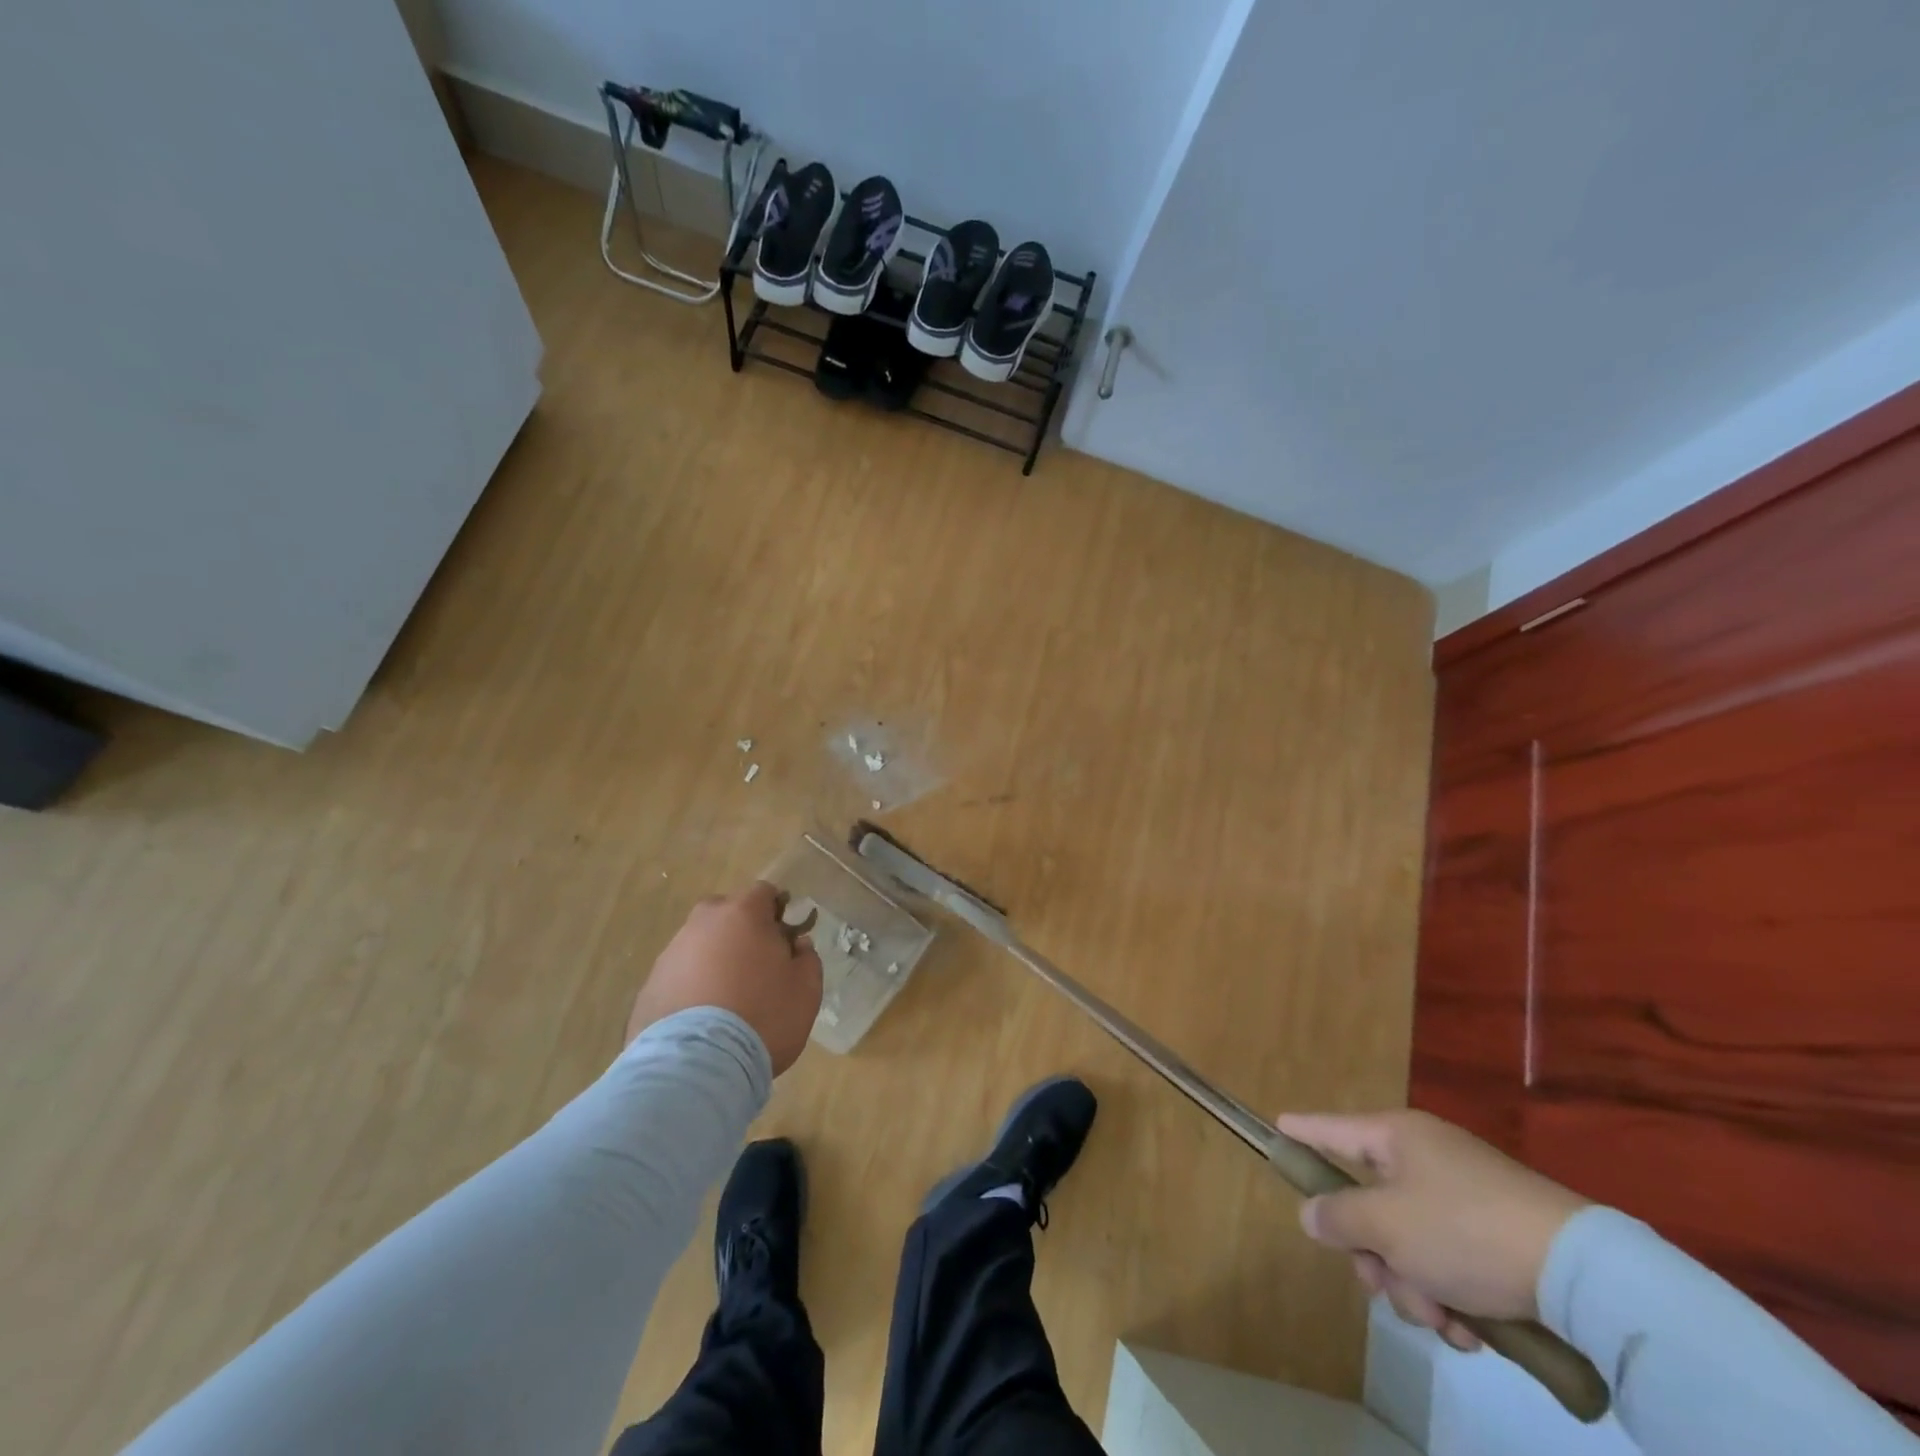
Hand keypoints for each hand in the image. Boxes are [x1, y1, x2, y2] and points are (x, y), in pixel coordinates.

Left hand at [627, 882, 822, 1074]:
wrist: (697, 1067)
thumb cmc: (763, 1017)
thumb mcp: (806, 990)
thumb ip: (806, 959)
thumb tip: (797, 945)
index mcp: (743, 914)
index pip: (764, 892)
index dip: (778, 911)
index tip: (786, 937)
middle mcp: (702, 924)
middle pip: (727, 913)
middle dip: (742, 931)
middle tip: (758, 966)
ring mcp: (671, 954)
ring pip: (700, 945)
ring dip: (715, 960)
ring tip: (728, 1000)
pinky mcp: (649, 986)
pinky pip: (680, 976)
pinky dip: (692, 987)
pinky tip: (704, 1019)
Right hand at [1277, 1109, 1589, 1351]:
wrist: (1581, 1274)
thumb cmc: (1464, 1230)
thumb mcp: (1388, 1226)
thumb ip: (1339, 1217)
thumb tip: (1311, 1213)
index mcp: (1397, 1138)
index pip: (1333, 1129)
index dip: (1302, 1131)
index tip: (1276, 1129)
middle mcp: (1426, 1160)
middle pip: (1370, 1204)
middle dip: (1374, 1256)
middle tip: (1383, 1285)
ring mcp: (1464, 1198)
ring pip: (1409, 1244)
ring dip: (1415, 1287)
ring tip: (1442, 1318)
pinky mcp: (1498, 1237)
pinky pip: (1449, 1264)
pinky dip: (1451, 1297)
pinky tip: (1470, 1329)